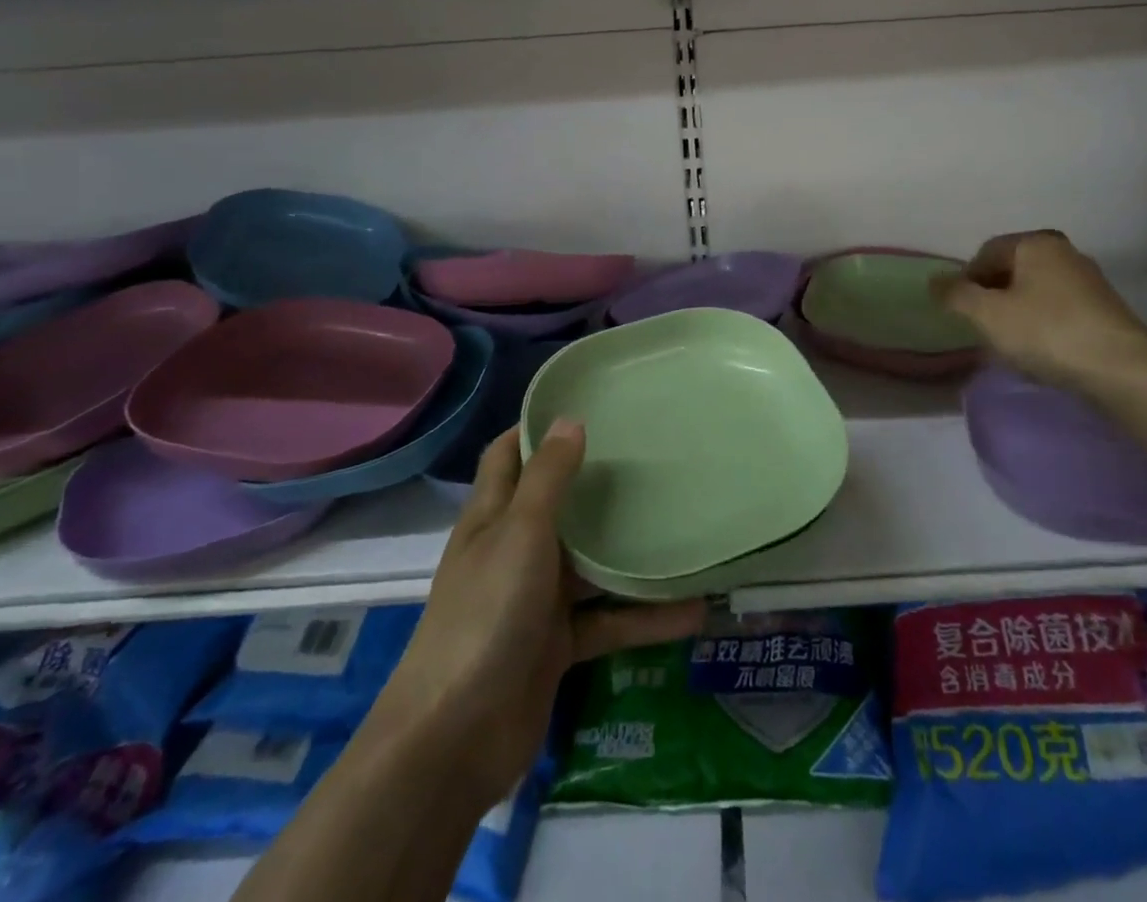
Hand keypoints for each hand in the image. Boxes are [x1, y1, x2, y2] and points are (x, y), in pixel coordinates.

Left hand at [374, 423, 705, 811]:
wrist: (455, 741)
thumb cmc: (485, 617)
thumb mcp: (520, 535)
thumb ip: (548, 479)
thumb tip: (570, 420)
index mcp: (492, 517)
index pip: (508, 455)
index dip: (536, 428)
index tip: (586, 403)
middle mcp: (512, 551)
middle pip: (555, 505)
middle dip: (595, 482)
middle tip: (648, 455)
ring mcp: (535, 600)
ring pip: (589, 565)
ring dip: (628, 553)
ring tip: (681, 525)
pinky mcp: (556, 646)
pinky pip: (606, 621)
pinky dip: (643, 617)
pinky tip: (692, 612)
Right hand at [935, 230, 1146, 392]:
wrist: (1121, 369)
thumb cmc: (1046, 332)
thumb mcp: (988, 314)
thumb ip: (955, 295)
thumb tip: (934, 281)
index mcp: (1035, 243)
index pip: (986, 253)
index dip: (966, 281)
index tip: (961, 312)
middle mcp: (1063, 251)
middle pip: (1011, 269)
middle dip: (991, 296)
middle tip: (982, 326)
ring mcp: (1087, 279)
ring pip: (1034, 289)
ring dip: (1015, 310)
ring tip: (1009, 341)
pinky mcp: (1103, 307)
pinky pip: (1057, 307)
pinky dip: (1041, 322)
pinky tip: (1039, 347)